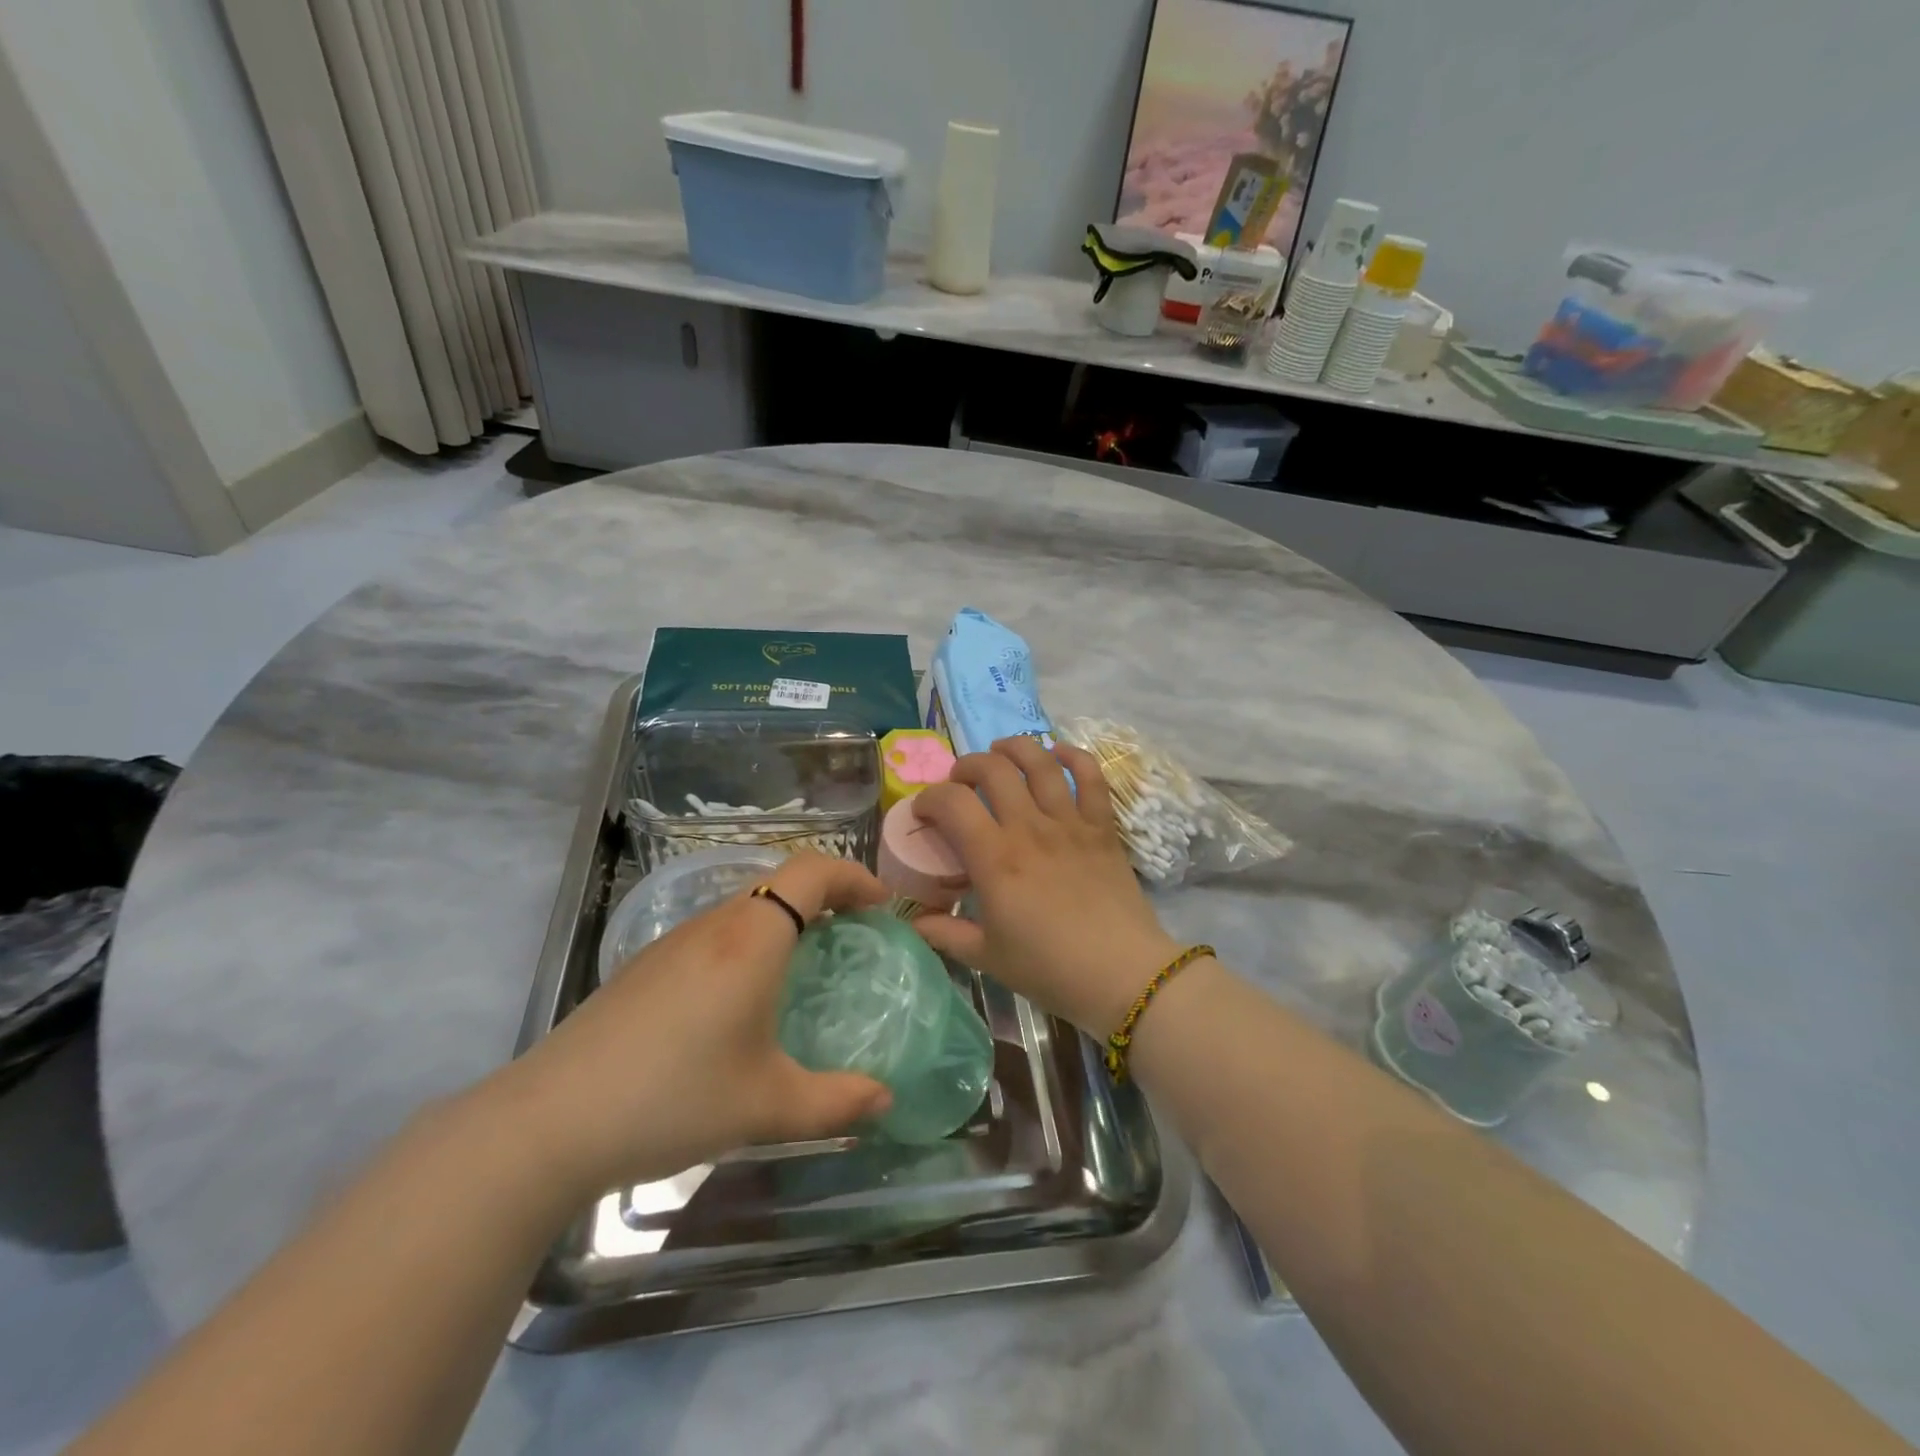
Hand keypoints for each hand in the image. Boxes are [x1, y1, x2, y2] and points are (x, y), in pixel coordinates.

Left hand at [490, 852, 893, 1195]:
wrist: (550, 1121)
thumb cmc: (674, 1098)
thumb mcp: (767, 1107)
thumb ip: (836, 1103)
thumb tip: (884, 1099)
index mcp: (753, 938)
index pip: (812, 871)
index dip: (853, 876)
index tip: (882, 905)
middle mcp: (714, 925)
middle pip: (779, 882)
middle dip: (825, 897)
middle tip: (852, 936)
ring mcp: (672, 943)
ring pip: (743, 907)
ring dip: (783, 920)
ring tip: (803, 966)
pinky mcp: (644, 967)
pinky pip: (713, 933)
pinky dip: (747, 942)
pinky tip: (738, 1000)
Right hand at [911, 738, 1182, 1035]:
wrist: (1123, 975)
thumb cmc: (1050, 968)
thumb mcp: (987, 958)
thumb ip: (945, 934)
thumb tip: (914, 922)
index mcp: (995, 858)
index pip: (952, 802)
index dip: (929, 798)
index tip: (923, 811)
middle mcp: (1029, 828)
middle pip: (993, 769)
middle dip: (968, 766)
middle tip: (962, 782)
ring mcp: (1069, 823)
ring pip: (1040, 762)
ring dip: (1015, 748)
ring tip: (1001, 752)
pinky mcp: (1102, 826)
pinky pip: (1091, 777)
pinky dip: (1074, 756)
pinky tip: (1058, 753)